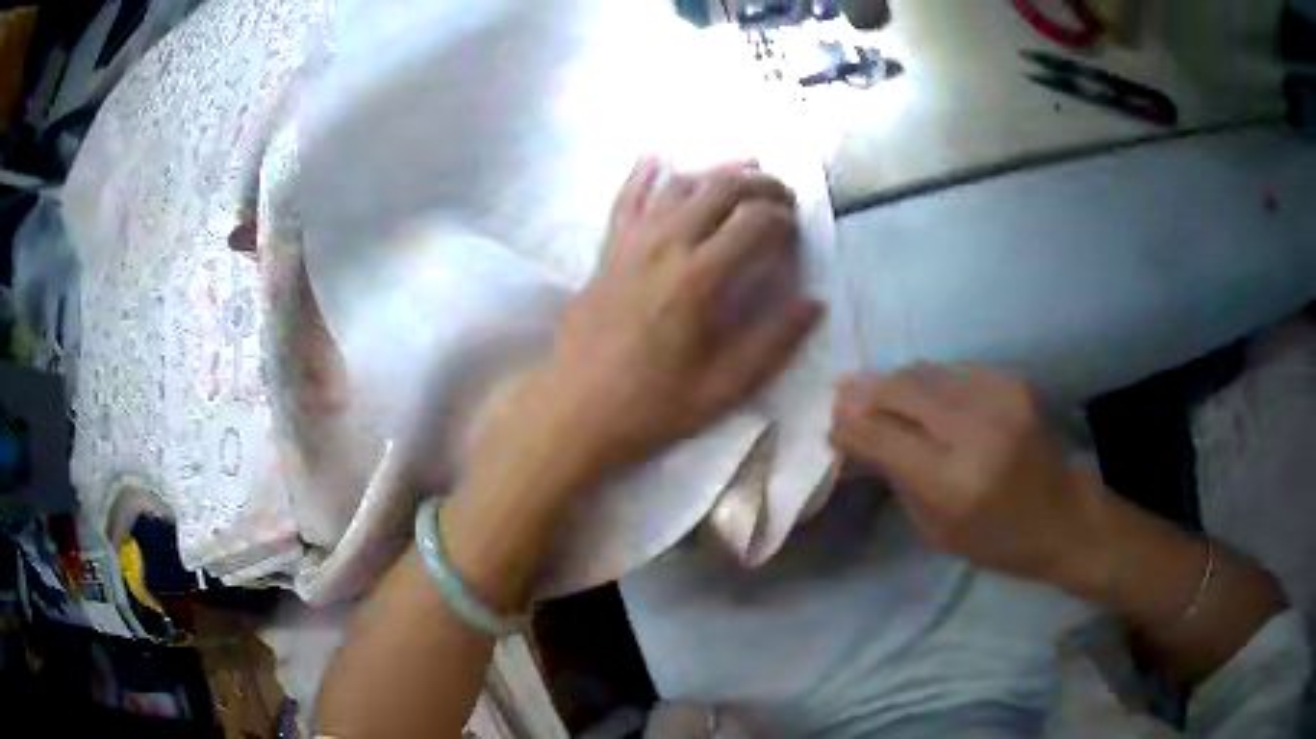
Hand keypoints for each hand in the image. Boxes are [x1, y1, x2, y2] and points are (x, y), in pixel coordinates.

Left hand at [539, 158, 822, 477]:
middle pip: (718, 190)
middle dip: (758, 184)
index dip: (782, 217)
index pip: (752, 222)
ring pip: (677, 186)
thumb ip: (773, 342)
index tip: (795, 229)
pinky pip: (625, 201)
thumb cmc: (651, 407)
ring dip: (714, 173)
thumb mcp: (723, 388)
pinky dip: (643, 175)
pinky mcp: (606, 252)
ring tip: (742, 172)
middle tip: (781, 195)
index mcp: (697, 279)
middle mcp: (664, 247)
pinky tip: (655, 155)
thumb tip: (813, 302)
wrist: (574, 411)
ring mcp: (629, 244)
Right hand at [830, 364, 1101, 581]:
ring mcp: (998, 398)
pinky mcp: (1013, 382)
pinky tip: (927, 399)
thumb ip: (895, 478)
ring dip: (895, 383)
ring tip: (881, 396)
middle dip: (865, 392)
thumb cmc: (996, 540)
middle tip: (845, 397)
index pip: (881, 434)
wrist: (1063, 516)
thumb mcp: (935, 530)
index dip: (848, 424)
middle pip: (899, 388)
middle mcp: (975, 429)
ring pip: (924, 370)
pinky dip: (930, 382)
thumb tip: (856, 438)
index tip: (831, 423)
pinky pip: (953, 370)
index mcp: (952, 481)